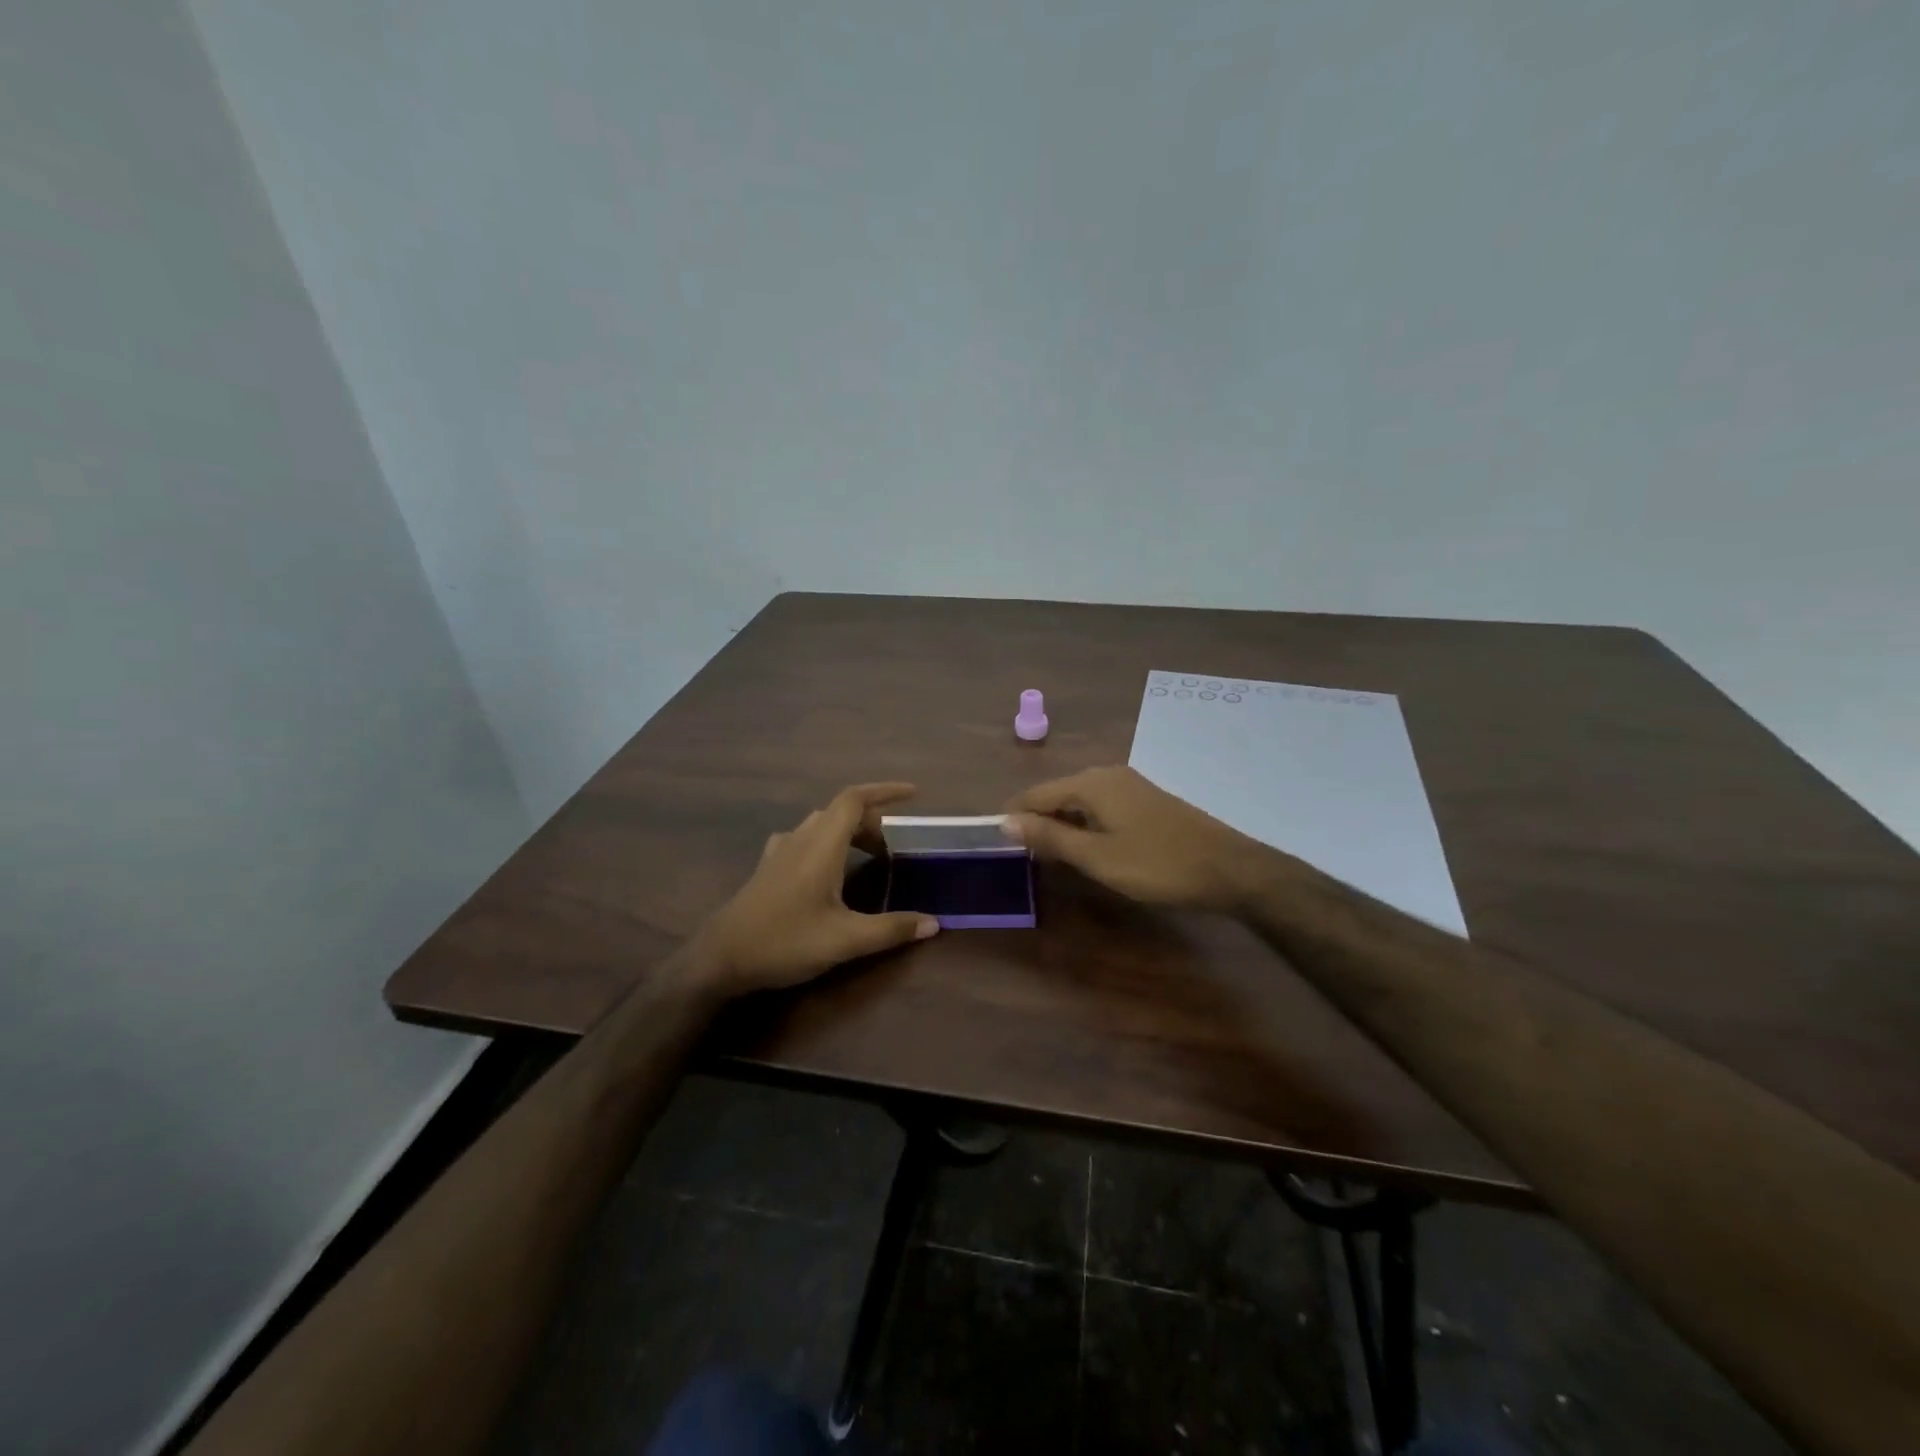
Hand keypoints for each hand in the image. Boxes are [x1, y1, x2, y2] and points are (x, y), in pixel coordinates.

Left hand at [692, 783, 939, 995]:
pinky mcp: (767, 868)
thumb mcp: (845, 940)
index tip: (914, 794)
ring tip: (868, 856)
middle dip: (872, 821)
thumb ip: (891, 929)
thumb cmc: (784, 942)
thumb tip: (934, 923)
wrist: (719, 959)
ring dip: (849, 831)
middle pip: (840, 811)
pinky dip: (827, 843)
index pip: (854, 800)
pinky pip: (804, 840)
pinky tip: (828, 869)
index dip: (885, 791)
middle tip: (893, 849)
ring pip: (821, 825)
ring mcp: (779, 852)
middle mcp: (800, 839)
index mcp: (821, 846)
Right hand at [1004, 766, 1276, 911]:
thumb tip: (1004, 821)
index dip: (1015, 818)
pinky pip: (1101, 806)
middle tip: (1024, 857)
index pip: (1036, 794)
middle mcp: (1108, 774)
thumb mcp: (1098, 857)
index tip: (999, 845)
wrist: (1230, 869)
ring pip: (1080, 800)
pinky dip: (1086, 824)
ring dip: (1062, 824)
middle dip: (1037, 821)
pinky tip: (1088, 848)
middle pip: (1057, 793)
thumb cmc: (1158, 864)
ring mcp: (1130, 785)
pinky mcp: (1146, 800)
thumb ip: (1050, 837)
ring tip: (1050, 856)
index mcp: (1091, 783)